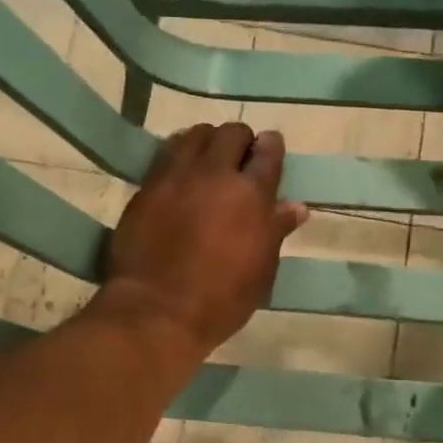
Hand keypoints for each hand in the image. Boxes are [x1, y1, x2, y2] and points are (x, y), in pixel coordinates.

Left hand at [98, 122, 308, 355]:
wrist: (157, 310)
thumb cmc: (221, 298)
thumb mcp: (261, 270)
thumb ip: (276, 230)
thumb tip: (296, 206)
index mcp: (252, 193)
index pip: (268, 151)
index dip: (271, 146)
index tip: (269, 151)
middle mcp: (215, 173)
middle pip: (231, 133)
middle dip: (240, 141)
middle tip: (239, 161)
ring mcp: (177, 176)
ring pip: (196, 135)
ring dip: (207, 142)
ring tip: (207, 163)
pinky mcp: (147, 186)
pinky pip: (167, 154)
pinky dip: (179, 155)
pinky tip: (181, 174)